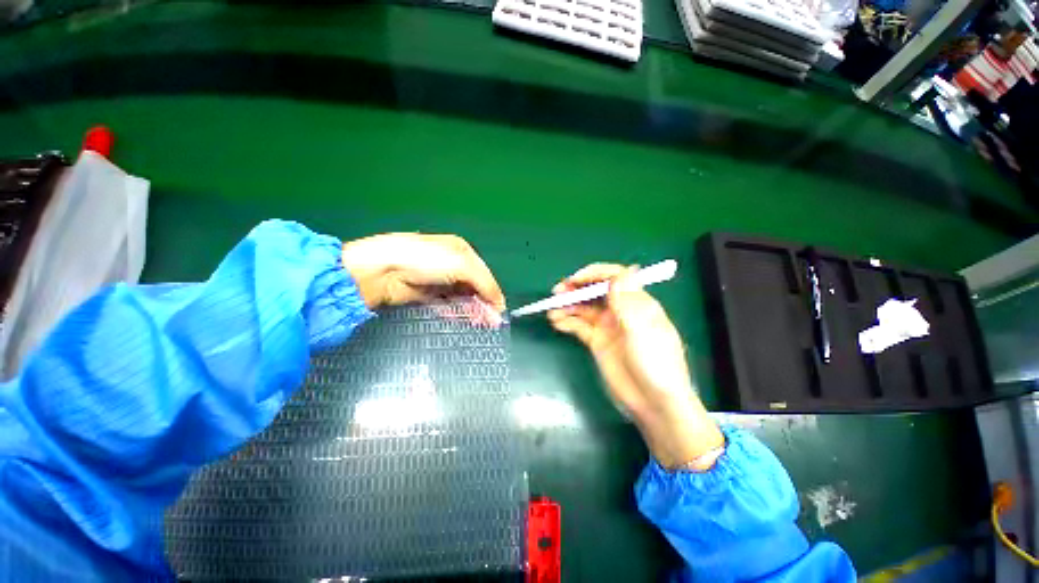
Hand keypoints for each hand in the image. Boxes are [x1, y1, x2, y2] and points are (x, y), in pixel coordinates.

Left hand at [341, 233, 504, 322]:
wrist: (383, 270)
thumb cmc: (427, 260)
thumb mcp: (462, 265)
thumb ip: (485, 283)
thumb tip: (499, 302)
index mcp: (461, 250)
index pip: (483, 273)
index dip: (492, 291)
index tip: (499, 310)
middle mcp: (450, 263)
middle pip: (472, 285)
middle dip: (483, 302)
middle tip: (491, 322)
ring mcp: (436, 279)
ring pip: (460, 296)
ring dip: (471, 309)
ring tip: (481, 324)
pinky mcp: (424, 294)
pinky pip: (445, 304)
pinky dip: (455, 312)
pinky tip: (464, 320)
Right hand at [548, 264, 723, 468]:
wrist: (654, 404)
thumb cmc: (655, 364)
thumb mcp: (642, 331)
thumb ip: (628, 302)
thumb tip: (622, 272)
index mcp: (637, 303)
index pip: (615, 277)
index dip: (593, 274)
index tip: (575, 280)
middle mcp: (621, 311)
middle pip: (595, 291)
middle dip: (576, 289)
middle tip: (557, 292)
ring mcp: (607, 327)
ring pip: (584, 308)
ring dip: (568, 306)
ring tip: (552, 310)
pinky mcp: (597, 342)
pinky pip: (579, 326)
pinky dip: (567, 321)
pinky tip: (557, 322)